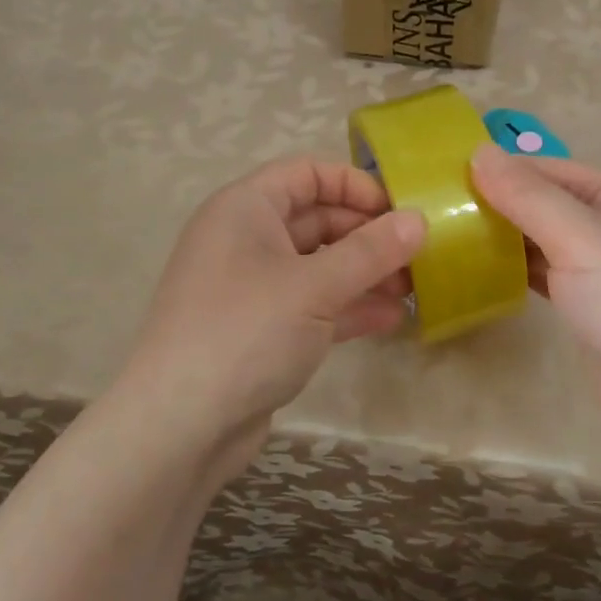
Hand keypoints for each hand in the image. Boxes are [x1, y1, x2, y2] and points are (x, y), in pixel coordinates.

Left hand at [121, 158, 425, 476]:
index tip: (399, 211)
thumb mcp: (315, 286)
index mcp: (245, 209)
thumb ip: (371, 251)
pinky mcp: (262, 330)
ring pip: (319, 265)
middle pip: (317, 219)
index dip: (355, 184)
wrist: (181, 426)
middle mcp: (246, 240)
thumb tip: (419, 220)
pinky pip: (312, 304)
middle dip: (368, 235)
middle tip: (418, 255)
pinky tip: (391, 319)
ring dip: (365, 273)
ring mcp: (253, 288)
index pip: (307, 173)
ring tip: (414, 288)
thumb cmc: (246, 333)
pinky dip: (349, 307)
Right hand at [470, 144, 600, 452]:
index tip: (441, 180)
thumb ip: (529, 197)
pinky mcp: (580, 303)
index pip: (542, 168)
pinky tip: (475, 272)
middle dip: (492, 204)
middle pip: (536, 202)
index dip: (496, 169)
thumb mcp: (581, 239)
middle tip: (433, 213)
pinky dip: (509, 269)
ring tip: (443, 238)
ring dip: (497, 237)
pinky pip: (537, 273)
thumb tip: (478, 152)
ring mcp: (591, 265)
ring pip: (534, 239)